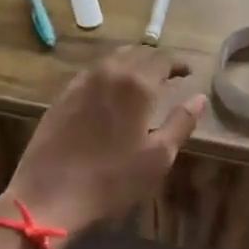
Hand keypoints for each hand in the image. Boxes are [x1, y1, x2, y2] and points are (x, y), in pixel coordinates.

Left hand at [3, 46, 206, 235]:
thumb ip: (181, 123)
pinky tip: (111, 91)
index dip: (178, 63)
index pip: (163, 59)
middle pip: (137, 53)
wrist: (49, 195)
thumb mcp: (158, 157)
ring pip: (113, 59)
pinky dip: (109, 74)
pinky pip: (93, 73)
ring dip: (132, 63)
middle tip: (169, 75)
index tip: (188, 72)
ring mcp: (82, 82)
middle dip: (156, 60)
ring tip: (143, 80)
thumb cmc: (112, 180)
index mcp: (136, 84)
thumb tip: (199, 98)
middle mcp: (109, 72)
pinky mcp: (63, 95)